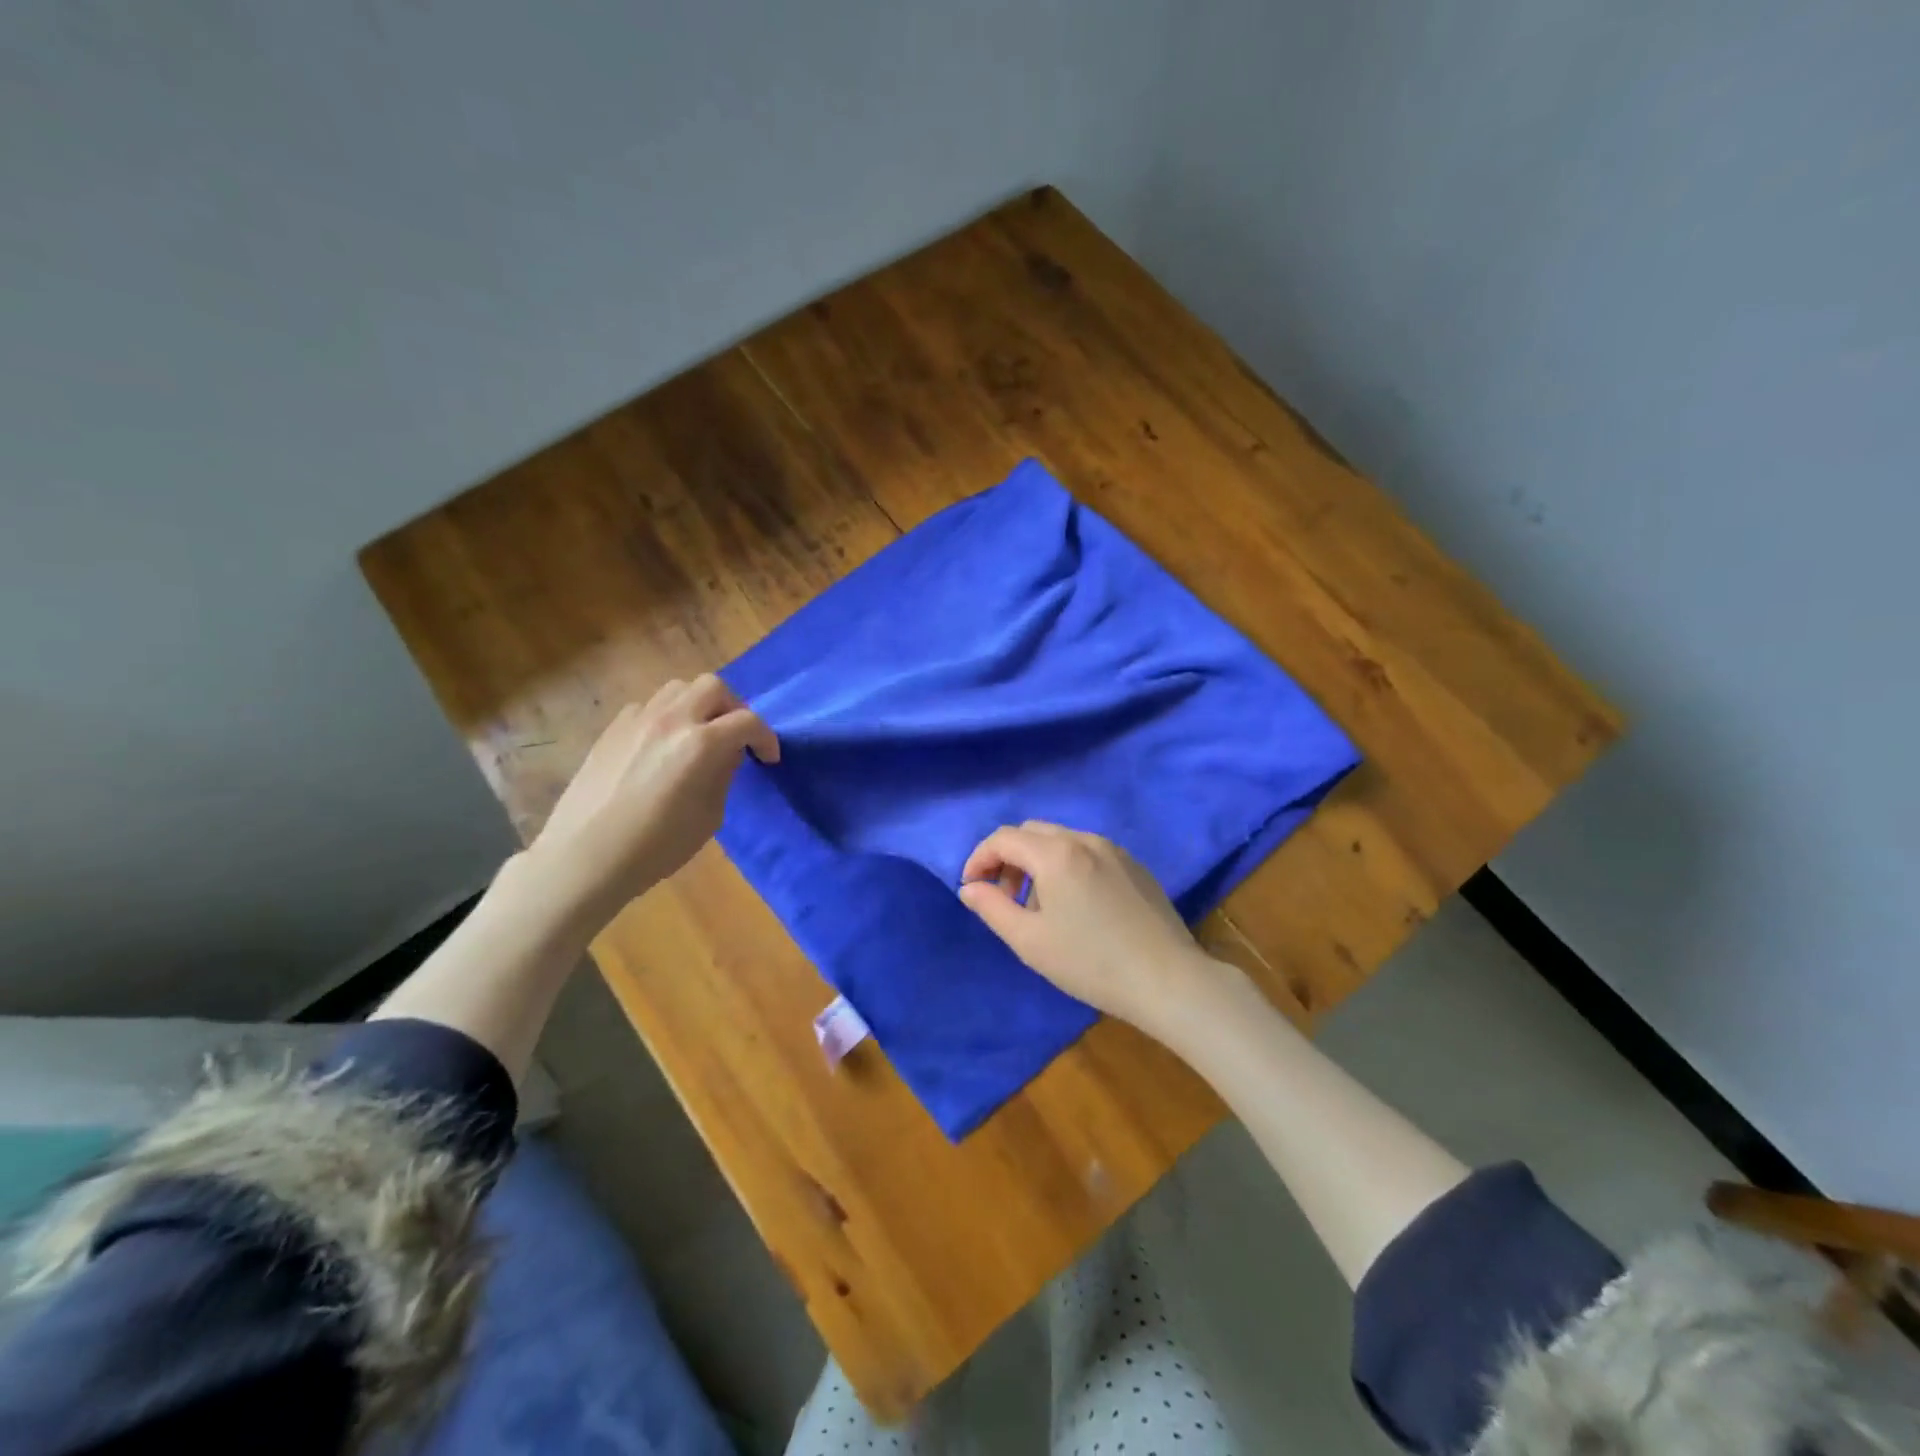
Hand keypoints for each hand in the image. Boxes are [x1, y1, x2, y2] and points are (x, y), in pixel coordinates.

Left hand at [530, 675, 777, 919]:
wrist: (584, 858)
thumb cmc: (655, 847)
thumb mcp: (709, 817)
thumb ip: (723, 775)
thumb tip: (727, 754)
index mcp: (700, 744)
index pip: (747, 721)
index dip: (765, 737)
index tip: (768, 758)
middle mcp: (671, 720)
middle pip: (713, 686)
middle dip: (733, 708)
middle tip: (735, 737)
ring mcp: (637, 720)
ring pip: (678, 689)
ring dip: (698, 704)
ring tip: (699, 733)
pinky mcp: (612, 729)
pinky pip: (648, 706)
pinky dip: (666, 716)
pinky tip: (662, 745)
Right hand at [957, 821, 1224, 1032]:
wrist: (1167, 980)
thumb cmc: (1090, 963)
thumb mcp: (1029, 941)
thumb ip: (992, 908)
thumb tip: (970, 888)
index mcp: (1056, 853)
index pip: (1003, 838)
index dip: (979, 859)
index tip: (971, 889)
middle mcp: (1085, 839)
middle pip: (1032, 833)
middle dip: (1007, 858)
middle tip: (1002, 898)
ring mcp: (1114, 850)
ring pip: (1061, 841)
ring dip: (1037, 863)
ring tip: (1038, 907)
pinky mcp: (1135, 866)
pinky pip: (1087, 853)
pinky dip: (1066, 867)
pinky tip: (1075, 907)